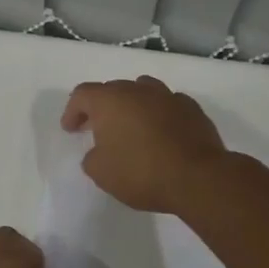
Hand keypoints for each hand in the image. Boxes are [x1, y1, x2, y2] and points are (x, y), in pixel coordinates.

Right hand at [59, 75, 227, 212]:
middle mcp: (138, 90)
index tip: (71, 130)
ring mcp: (168, 96)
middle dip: (102, 108)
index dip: (72, 111)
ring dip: (132, 106)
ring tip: (131, 127)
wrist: (197, 178)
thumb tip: (98, 151)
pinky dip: (159, 114)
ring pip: (143, 91)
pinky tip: (161, 133)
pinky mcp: (192, 108)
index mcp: (110, 100)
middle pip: (113, 90)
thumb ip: (92, 157)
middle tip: (98, 129)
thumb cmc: (141, 173)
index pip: (82, 94)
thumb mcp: (101, 173)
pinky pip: (167, 105)